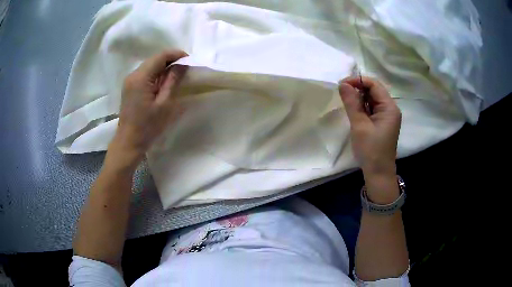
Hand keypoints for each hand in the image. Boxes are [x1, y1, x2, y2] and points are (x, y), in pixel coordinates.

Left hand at [108, 50, 187, 168]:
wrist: (129, 142)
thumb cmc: (148, 126)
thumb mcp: (164, 104)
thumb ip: (172, 81)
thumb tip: (182, 65)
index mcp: (141, 78)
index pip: (160, 56)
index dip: (176, 54)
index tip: (189, 60)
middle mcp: (133, 75)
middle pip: (154, 59)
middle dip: (171, 60)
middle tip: (185, 67)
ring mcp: (129, 81)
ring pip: (149, 65)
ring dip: (164, 66)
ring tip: (177, 74)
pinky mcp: (129, 87)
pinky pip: (145, 74)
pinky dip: (156, 73)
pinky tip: (164, 81)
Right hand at [339, 77, 401, 177]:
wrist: (378, 173)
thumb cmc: (371, 150)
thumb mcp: (360, 125)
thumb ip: (352, 103)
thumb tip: (343, 84)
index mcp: (389, 107)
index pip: (374, 85)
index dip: (358, 81)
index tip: (341, 84)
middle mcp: (391, 109)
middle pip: (374, 90)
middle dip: (358, 88)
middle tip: (341, 92)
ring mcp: (387, 116)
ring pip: (372, 99)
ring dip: (359, 98)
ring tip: (346, 101)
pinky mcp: (383, 122)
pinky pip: (372, 108)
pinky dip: (363, 107)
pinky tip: (354, 110)